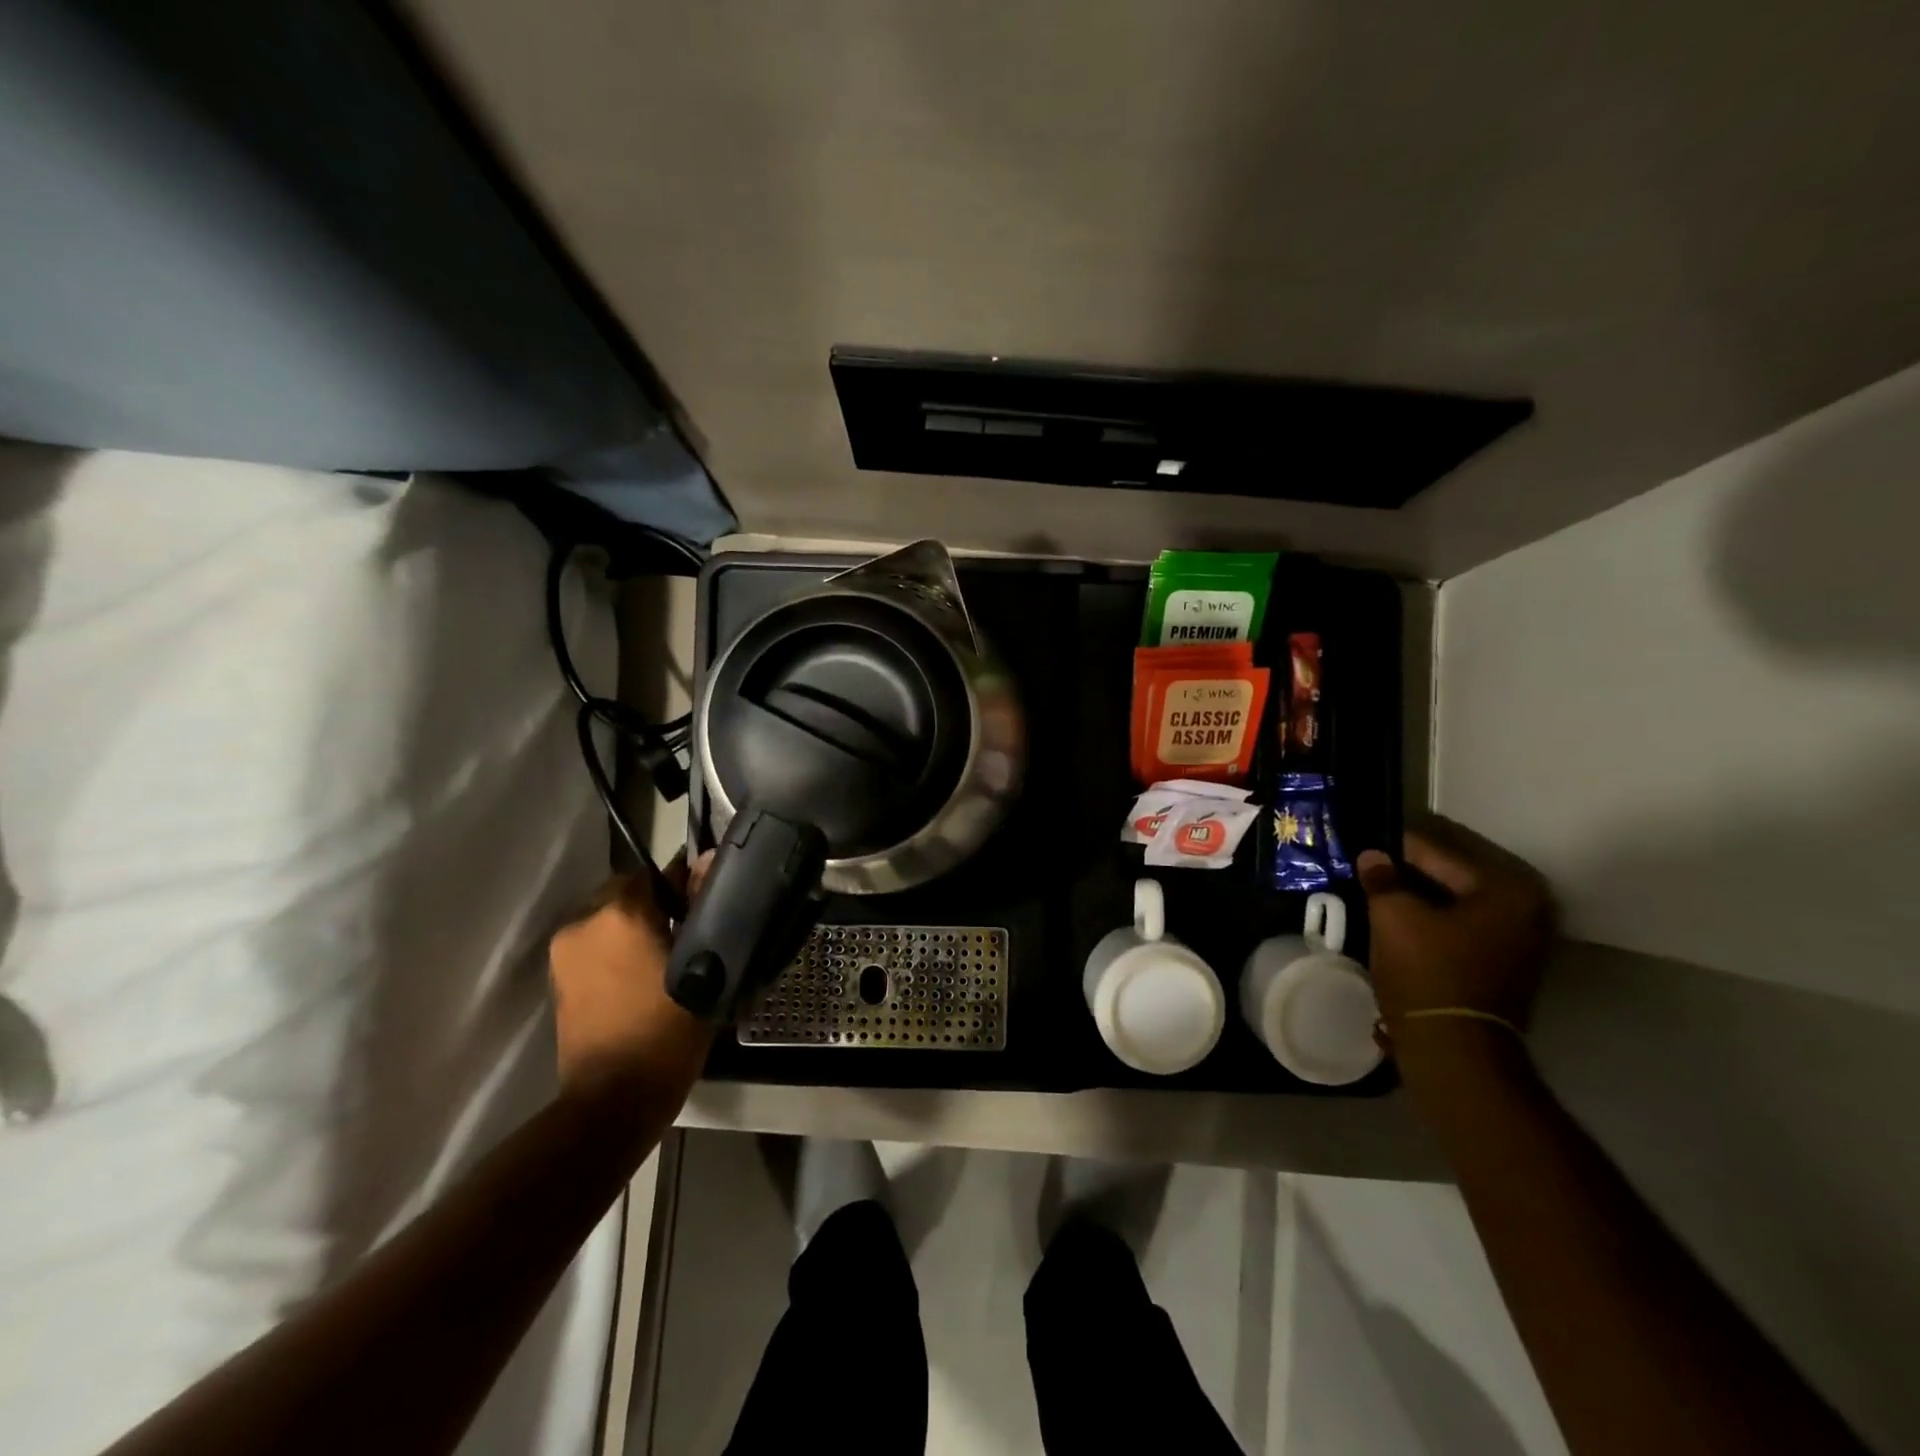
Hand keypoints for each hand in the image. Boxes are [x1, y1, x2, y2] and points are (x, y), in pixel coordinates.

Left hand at [547, 854, 713, 1099]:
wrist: (614, 1099)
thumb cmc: (667, 1030)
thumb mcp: (702, 966)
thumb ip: (703, 907)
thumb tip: (708, 860)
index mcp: (619, 913)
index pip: (654, 872)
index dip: (682, 883)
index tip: (704, 902)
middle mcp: (583, 922)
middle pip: (626, 893)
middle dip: (654, 905)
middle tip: (687, 932)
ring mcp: (564, 953)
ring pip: (608, 920)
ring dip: (633, 928)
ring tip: (665, 956)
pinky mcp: (557, 980)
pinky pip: (594, 946)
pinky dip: (615, 951)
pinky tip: (640, 976)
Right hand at [1356, 816, 1554, 1028]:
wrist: (1455, 1051)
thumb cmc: (1427, 973)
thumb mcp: (1393, 917)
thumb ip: (1382, 879)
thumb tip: (1373, 856)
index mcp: (1506, 889)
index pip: (1437, 853)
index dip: (1395, 849)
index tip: (1365, 844)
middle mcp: (1529, 909)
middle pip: (1451, 878)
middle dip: (1410, 875)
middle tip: (1370, 869)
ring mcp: (1524, 942)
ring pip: (1457, 905)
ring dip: (1421, 900)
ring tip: (1379, 894)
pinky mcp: (1509, 967)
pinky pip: (1465, 929)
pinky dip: (1436, 923)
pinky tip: (1401, 922)